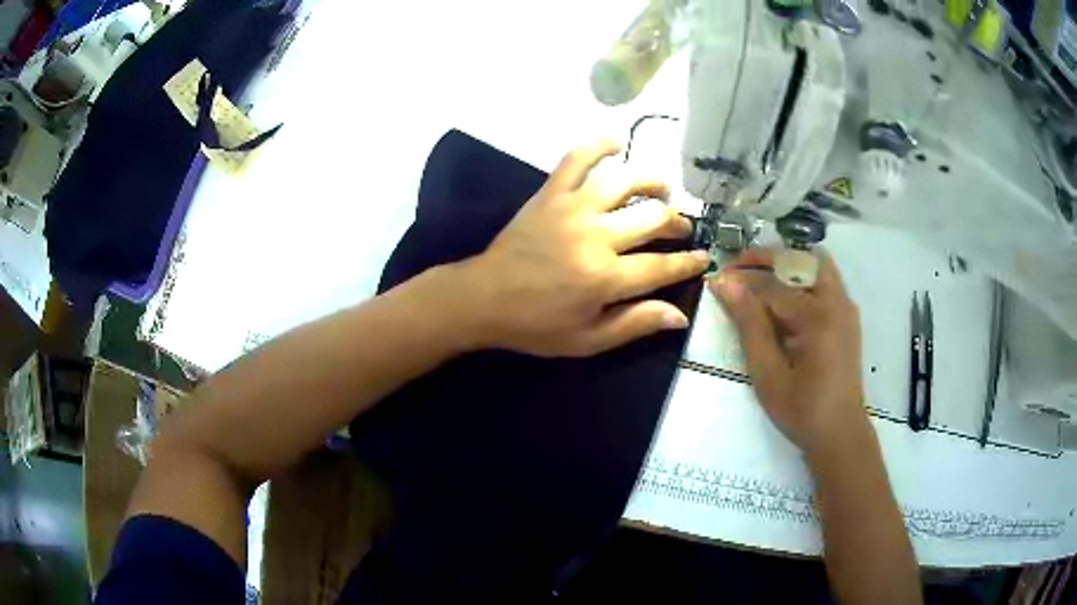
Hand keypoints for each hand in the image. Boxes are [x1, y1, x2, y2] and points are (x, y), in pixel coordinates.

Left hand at [456, 140, 708, 356]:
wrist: (483, 298)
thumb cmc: (536, 325)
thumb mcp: (587, 340)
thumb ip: (635, 324)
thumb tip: (680, 316)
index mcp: (606, 278)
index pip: (662, 265)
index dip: (688, 262)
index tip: (703, 257)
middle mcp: (595, 236)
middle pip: (652, 218)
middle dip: (676, 222)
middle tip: (682, 227)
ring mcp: (572, 208)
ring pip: (624, 182)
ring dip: (651, 182)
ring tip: (663, 189)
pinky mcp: (550, 194)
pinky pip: (576, 159)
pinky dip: (597, 145)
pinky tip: (616, 142)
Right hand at [709, 248, 867, 456]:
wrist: (840, 434)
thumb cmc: (802, 410)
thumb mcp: (768, 374)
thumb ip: (749, 325)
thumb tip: (725, 284)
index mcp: (817, 317)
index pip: (773, 284)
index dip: (742, 279)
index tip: (716, 278)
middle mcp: (836, 302)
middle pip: (801, 260)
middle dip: (769, 258)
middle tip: (740, 268)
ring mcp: (845, 308)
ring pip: (817, 266)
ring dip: (788, 264)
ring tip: (760, 278)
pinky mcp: (847, 317)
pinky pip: (825, 282)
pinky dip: (803, 278)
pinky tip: (786, 298)